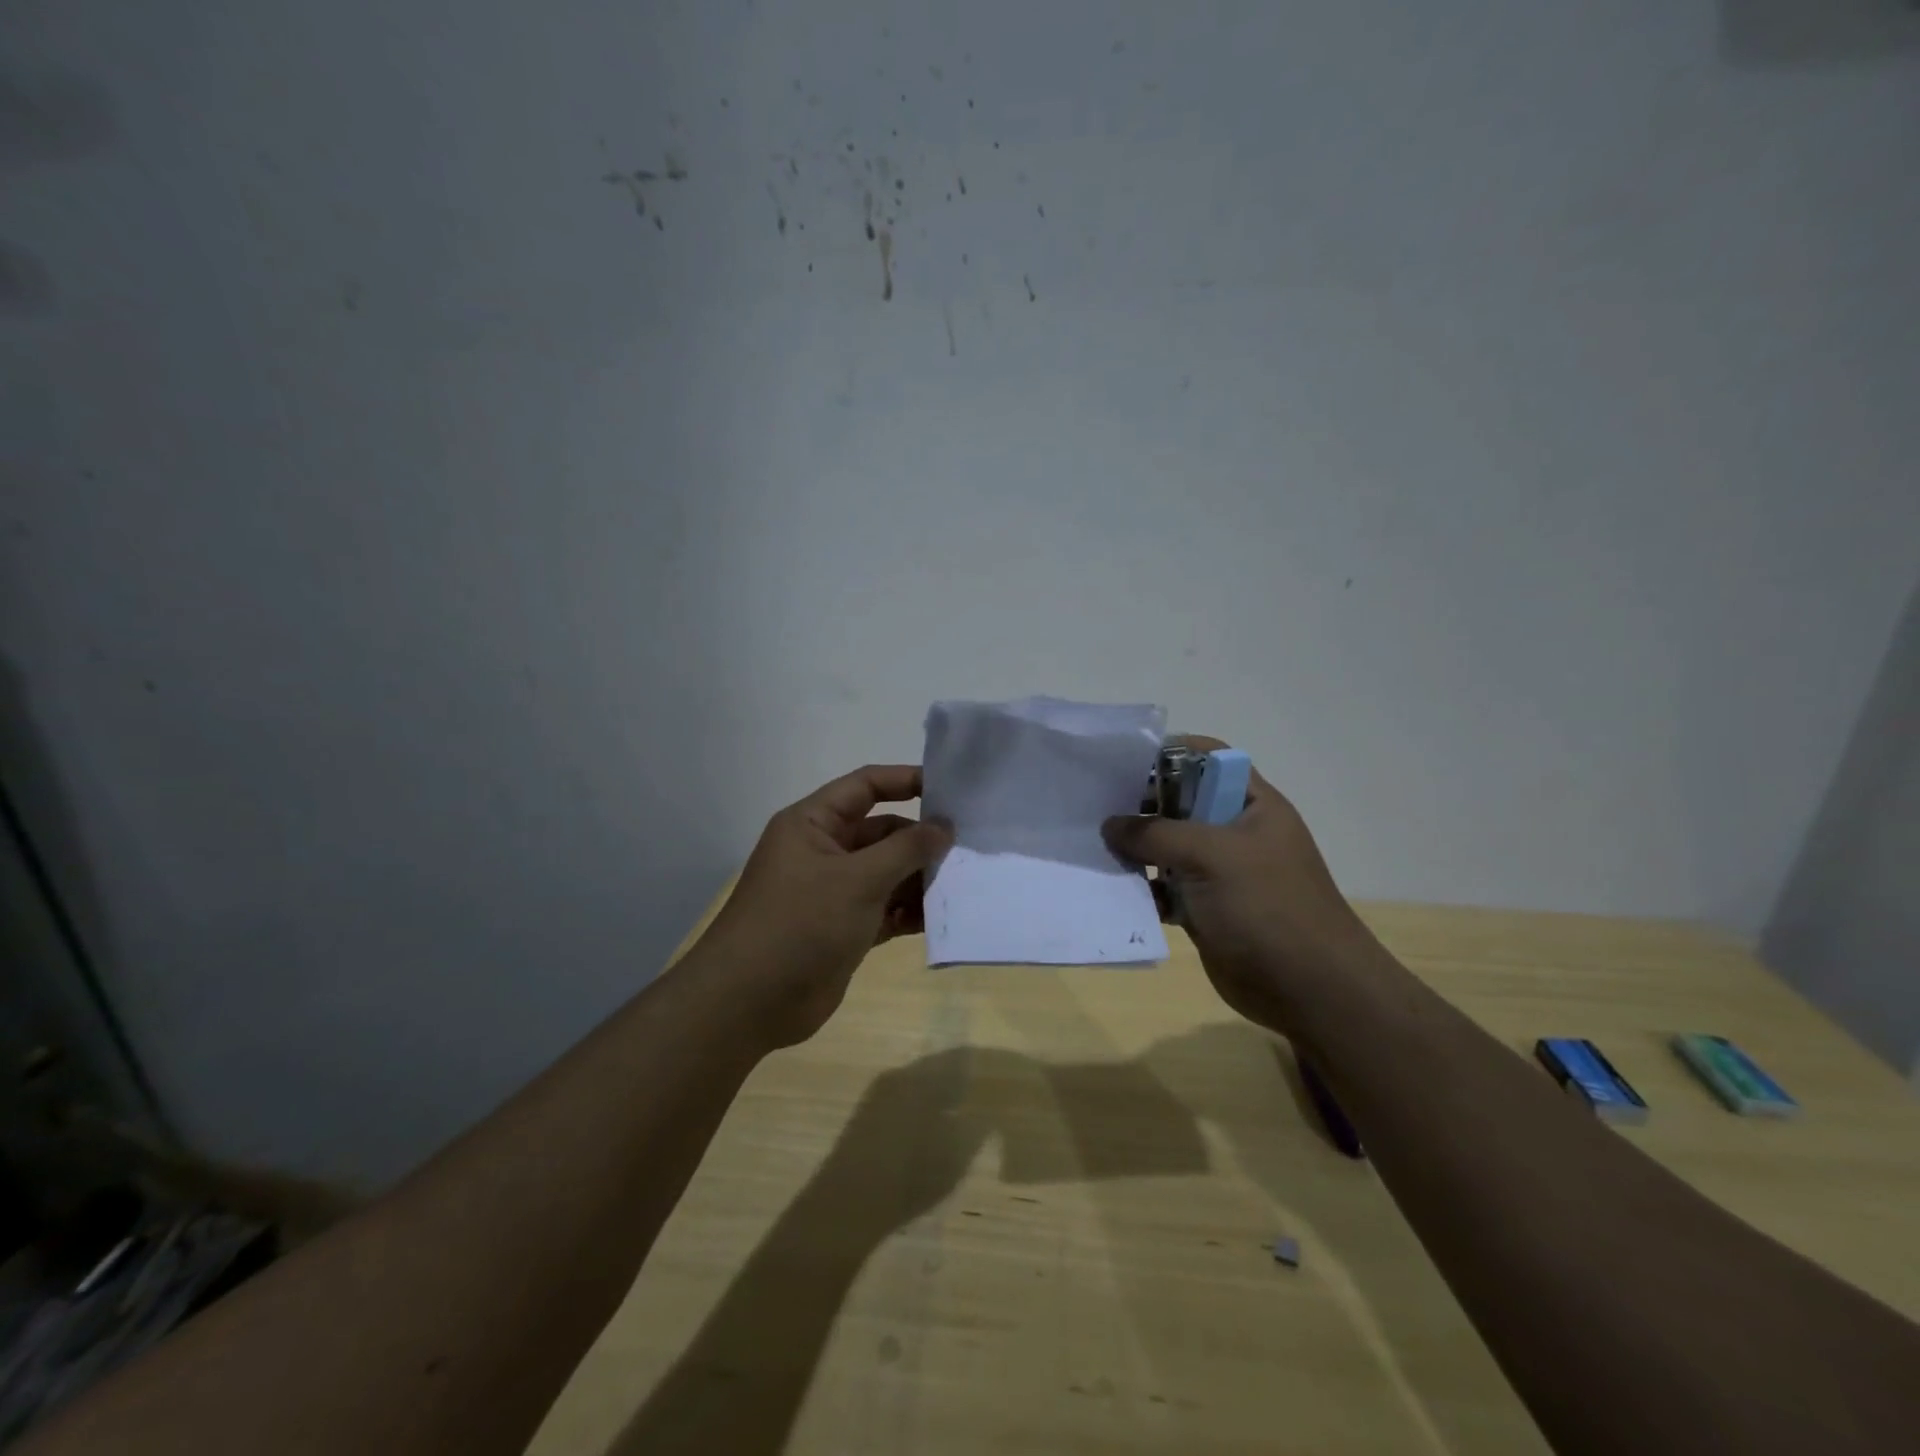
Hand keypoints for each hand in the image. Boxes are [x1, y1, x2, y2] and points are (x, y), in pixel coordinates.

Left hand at [701, 765, 951, 1047]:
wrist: (749, 1003)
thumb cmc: (801, 923)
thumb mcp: (858, 879)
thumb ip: (906, 849)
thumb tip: (944, 826)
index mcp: (813, 824)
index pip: (865, 787)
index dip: (906, 781)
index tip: (950, 788)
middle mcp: (823, 851)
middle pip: (882, 832)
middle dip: (921, 840)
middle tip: (969, 846)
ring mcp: (834, 892)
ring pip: (887, 873)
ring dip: (920, 878)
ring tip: (965, 882)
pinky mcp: (845, 929)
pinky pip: (886, 909)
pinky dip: (910, 911)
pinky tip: (944, 916)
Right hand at [1101, 737, 1377, 1029]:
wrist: (1309, 991)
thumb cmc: (1267, 907)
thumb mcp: (1211, 856)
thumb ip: (1156, 833)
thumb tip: (1110, 825)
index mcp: (1250, 804)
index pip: (1206, 758)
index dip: (1166, 753)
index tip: (1119, 762)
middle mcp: (1234, 831)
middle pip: (1179, 802)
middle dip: (1138, 802)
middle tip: (1093, 805)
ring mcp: (1219, 872)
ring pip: (1167, 847)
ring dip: (1134, 848)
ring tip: (1092, 845)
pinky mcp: (1204, 907)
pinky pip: (1164, 886)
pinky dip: (1141, 886)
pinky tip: (1111, 887)